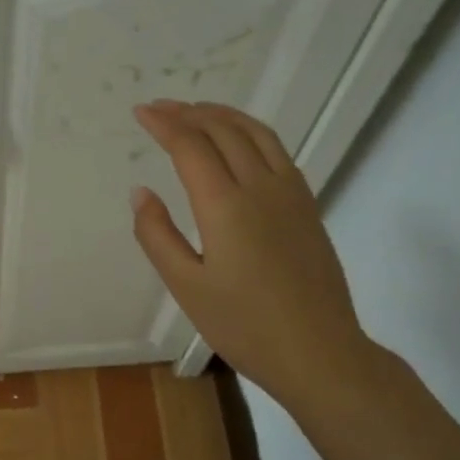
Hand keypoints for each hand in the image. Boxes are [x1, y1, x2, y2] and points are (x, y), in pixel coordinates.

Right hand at [130, 100, 374, 408]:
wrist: (319, 352)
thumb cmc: (244, 325)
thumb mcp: (186, 286)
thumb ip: (157, 235)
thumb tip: (140, 192)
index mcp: (225, 206)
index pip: (191, 146)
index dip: (164, 124)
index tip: (141, 112)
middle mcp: (261, 187)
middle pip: (224, 131)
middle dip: (189, 113)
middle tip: (161, 107)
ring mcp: (291, 194)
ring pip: (257, 134)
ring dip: (224, 115)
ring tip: (198, 110)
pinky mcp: (307, 206)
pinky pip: (277, 151)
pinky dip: (251, 132)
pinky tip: (241, 142)